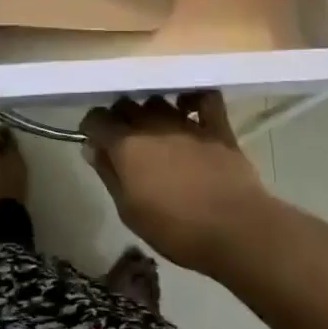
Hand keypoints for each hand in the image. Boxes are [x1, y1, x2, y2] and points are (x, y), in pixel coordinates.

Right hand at [79, 92, 277, 274]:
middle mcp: (152, 124)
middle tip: (124, 140)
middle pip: (126, 104)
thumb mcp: (129, 212)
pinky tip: (188, 110)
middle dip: (120, 117)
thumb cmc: (176, 229)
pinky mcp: (217, 125)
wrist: (235, 229)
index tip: (96, 142)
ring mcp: (186, 122)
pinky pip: (203, 98)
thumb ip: (109, 174)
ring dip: (151, 111)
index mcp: (126, 145)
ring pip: (159, 100)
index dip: (92, 128)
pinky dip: (193, 99)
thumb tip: (92, 148)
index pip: (96, 119)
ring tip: (154, 130)